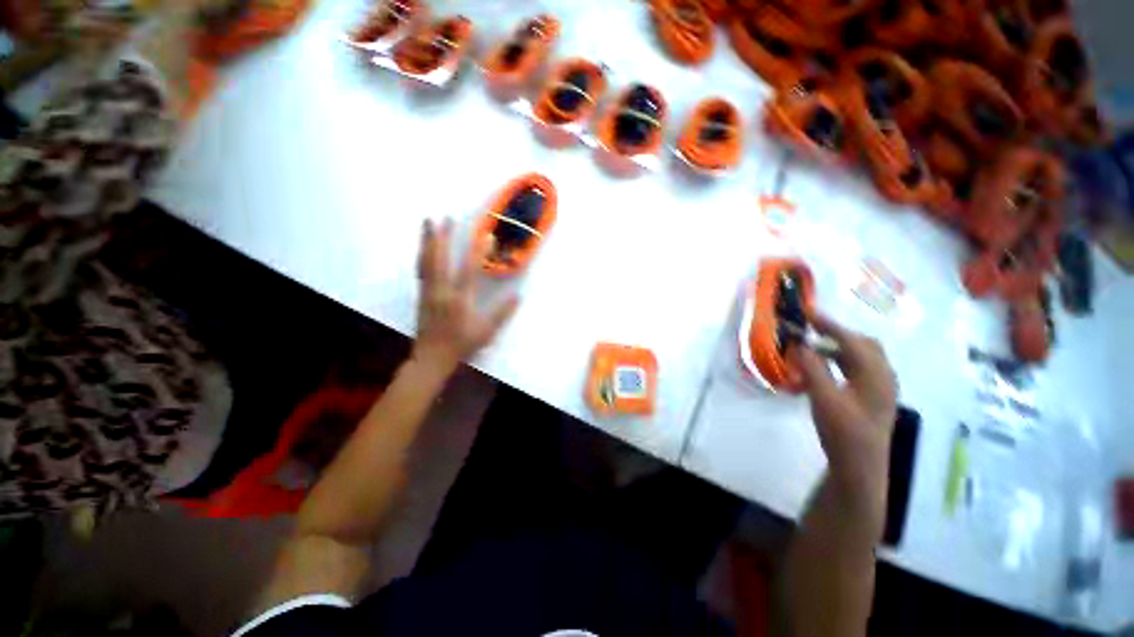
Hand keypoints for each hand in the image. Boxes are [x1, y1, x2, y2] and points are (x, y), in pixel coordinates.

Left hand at [413, 218, 518, 372]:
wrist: (432, 358)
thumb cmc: (462, 345)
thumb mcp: (487, 331)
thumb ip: (503, 312)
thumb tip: (518, 295)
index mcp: (460, 299)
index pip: (470, 270)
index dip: (478, 251)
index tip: (486, 234)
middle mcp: (442, 291)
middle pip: (440, 259)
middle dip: (443, 236)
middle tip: (445, 217)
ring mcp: (429, 292)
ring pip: (426, 261)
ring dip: (428, 241)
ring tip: (428, 223)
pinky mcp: (422, 295)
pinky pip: (421, 270)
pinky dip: (423, 255)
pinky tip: (424, 248)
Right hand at [789, 315, 896, 518]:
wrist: (860, 465)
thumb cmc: (843, 432)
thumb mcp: (823, 399)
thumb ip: (812, 368)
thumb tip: (801, 344)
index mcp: (875, 375)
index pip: (851, 340)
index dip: (829, 324)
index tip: (807, 314)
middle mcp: (883, 376)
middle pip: (864, 344)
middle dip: (838, 333)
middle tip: (812, 329)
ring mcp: (882, 387)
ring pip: (863, 356)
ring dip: (840, 346)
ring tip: (815, 346)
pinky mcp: (875, 396)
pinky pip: (860, 368)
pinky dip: (842, 360)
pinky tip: (826, 367)